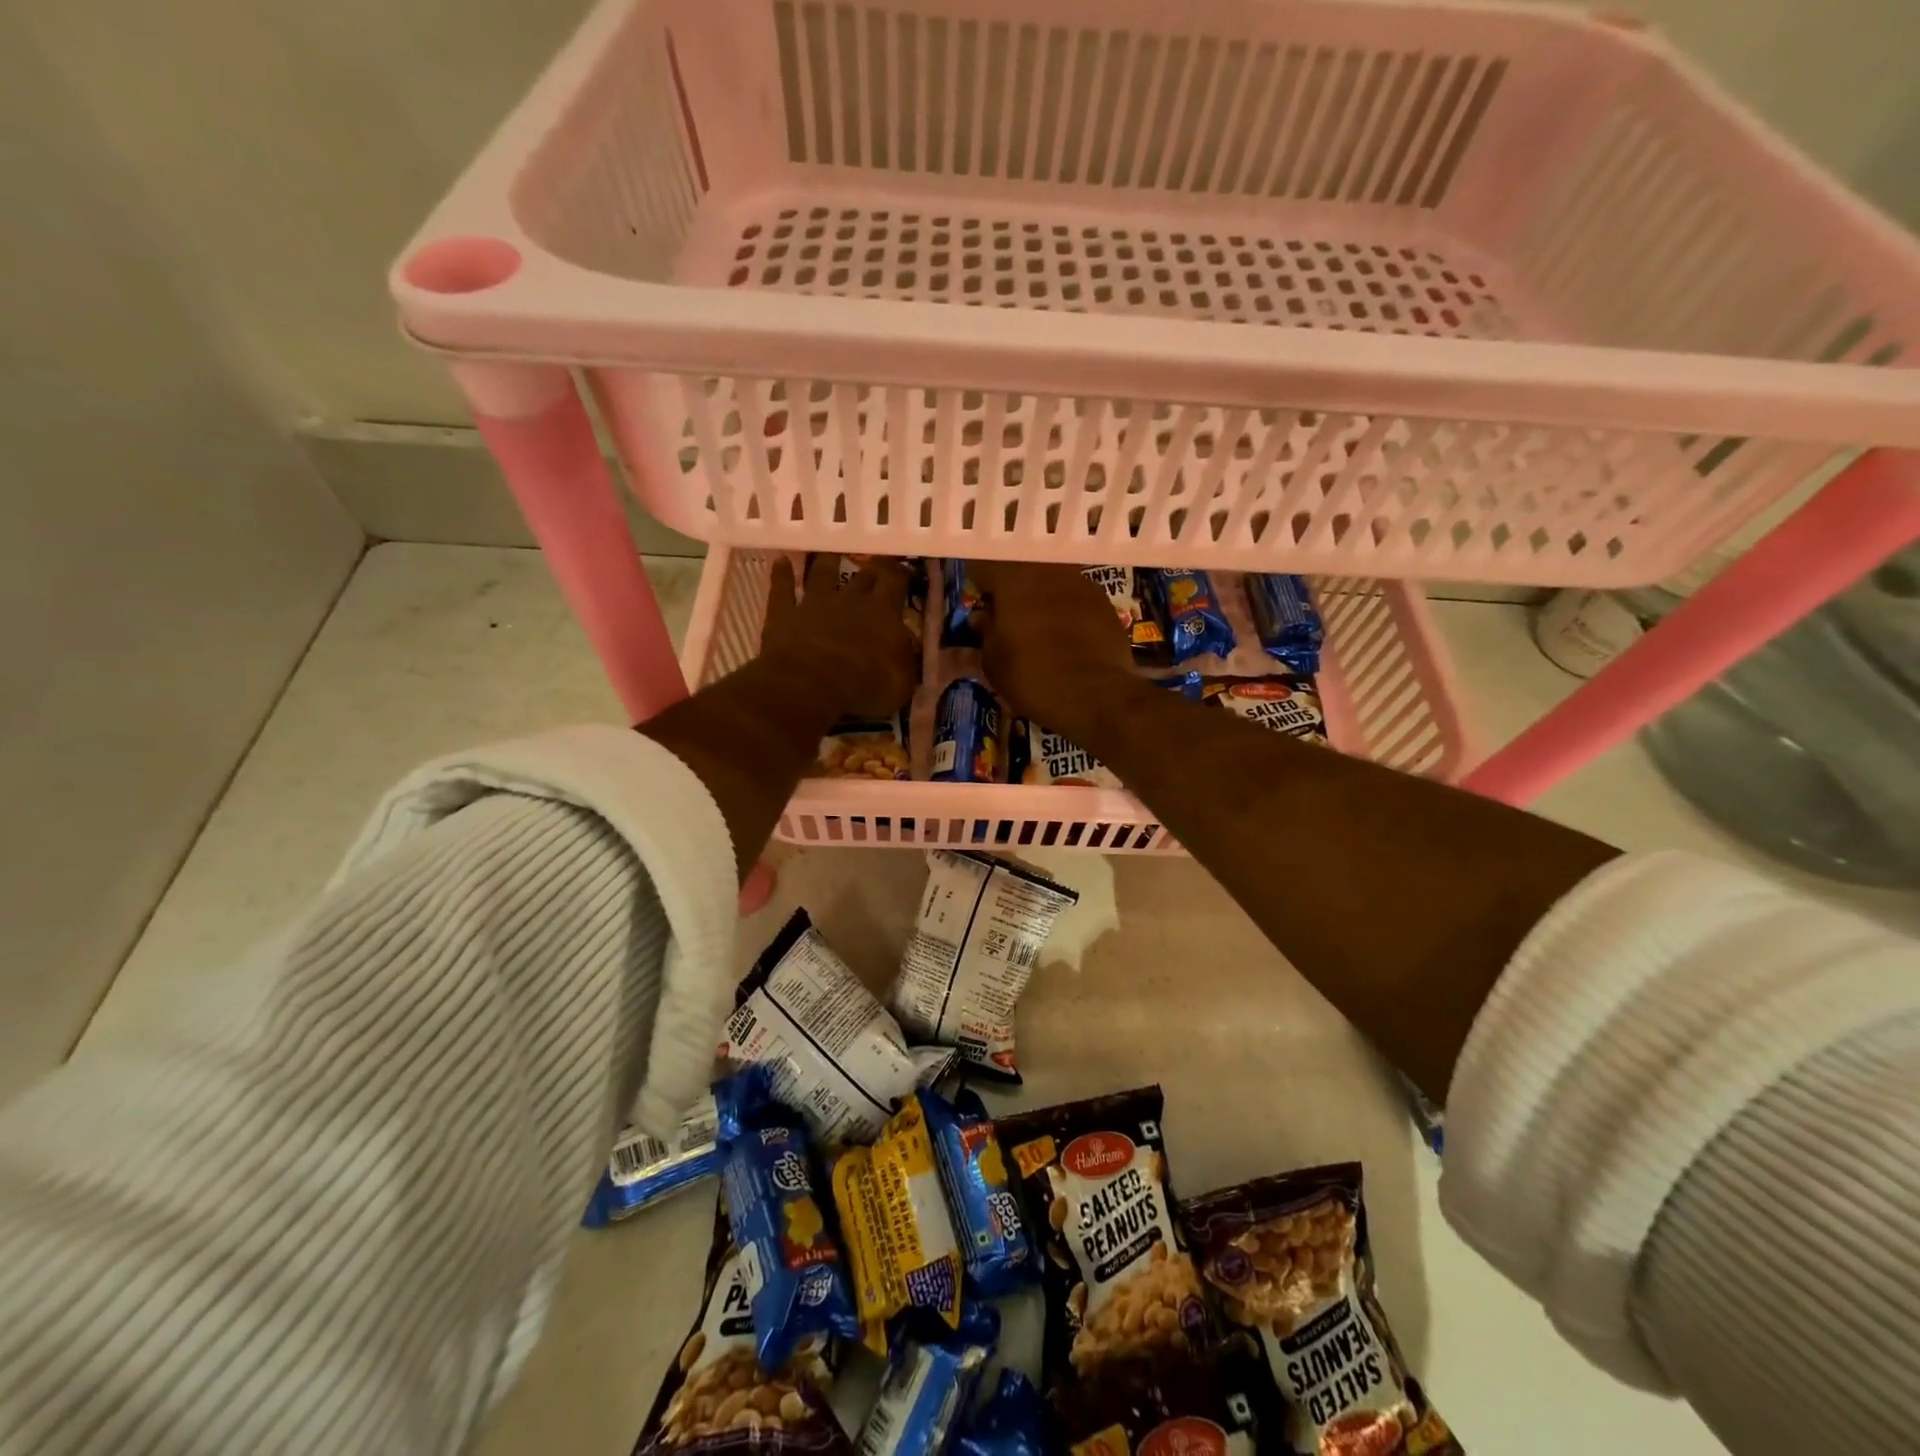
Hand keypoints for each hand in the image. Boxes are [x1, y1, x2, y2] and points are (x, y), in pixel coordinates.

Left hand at [760, 555, 918, 718]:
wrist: (812, 684)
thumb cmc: (865, 686)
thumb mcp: (901, 684)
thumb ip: (905, 662)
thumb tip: (907, 649)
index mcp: (883, 614)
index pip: (895, 584)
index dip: (900, 575)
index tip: (904, 570)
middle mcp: (850, 600)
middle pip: (863, 577)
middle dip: (870, 570)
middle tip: (874, 565)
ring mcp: (814, 603)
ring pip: (822, 574)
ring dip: (826, 563)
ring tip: (830, 553)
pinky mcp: (783, 614)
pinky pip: (781, 589)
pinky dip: (781, 574)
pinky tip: (781, 561)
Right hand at [971, 561, 1140, 740]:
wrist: (1096, 695)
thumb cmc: (1033, 677)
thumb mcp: (994, 661)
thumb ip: (985, 632)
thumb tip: (982, 617)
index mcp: (1012, 578)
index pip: (984, 566)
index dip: (979, 585)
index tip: (980, 604)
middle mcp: (1048, 570)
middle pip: (1022, 569)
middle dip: (1012, 589)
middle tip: (1008, 616)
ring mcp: (1081, 583)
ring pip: (1052, 581)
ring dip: (1042, 598)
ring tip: (1039, 627)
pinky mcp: (1105, 602)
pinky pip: (1077, 598)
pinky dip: (1068, 610)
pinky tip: (1068, 637)